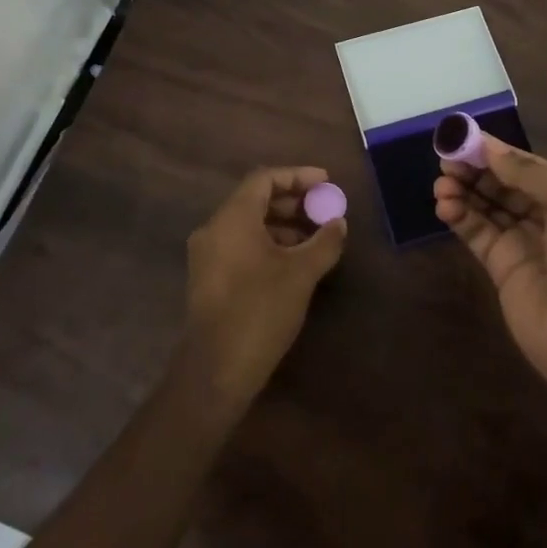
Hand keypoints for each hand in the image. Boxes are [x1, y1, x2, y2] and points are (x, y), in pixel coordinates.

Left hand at [181, 167, 346, 413]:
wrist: (215, 371)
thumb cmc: (260, 311)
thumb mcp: (301, 274)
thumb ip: (324, 242)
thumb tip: (338, 223)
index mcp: (232, 218)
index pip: (264, 179)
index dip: (298, 176)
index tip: (326, 182)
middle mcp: (214, 229)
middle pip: (255, 199)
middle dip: (292, 201)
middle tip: (323, 209)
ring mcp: (207, 255)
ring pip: (248, 224)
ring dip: (282, 224)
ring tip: (315, 238)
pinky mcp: (208, 278)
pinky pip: (240, 244)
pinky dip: (267, 243)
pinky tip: (292, 262)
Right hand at [434, 136, 546, 395]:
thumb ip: (528, 173)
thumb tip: (491, 148)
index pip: (526, 165)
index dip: (494, 151)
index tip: (462, 137)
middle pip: (503, 184)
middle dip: (475, 170)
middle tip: (445, 161)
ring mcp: (525, 244)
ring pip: (487, 208)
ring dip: (464, 192)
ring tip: (441, 184)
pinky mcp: (503, 270)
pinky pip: (478, 235)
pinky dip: (460, 218)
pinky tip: (444, 206)